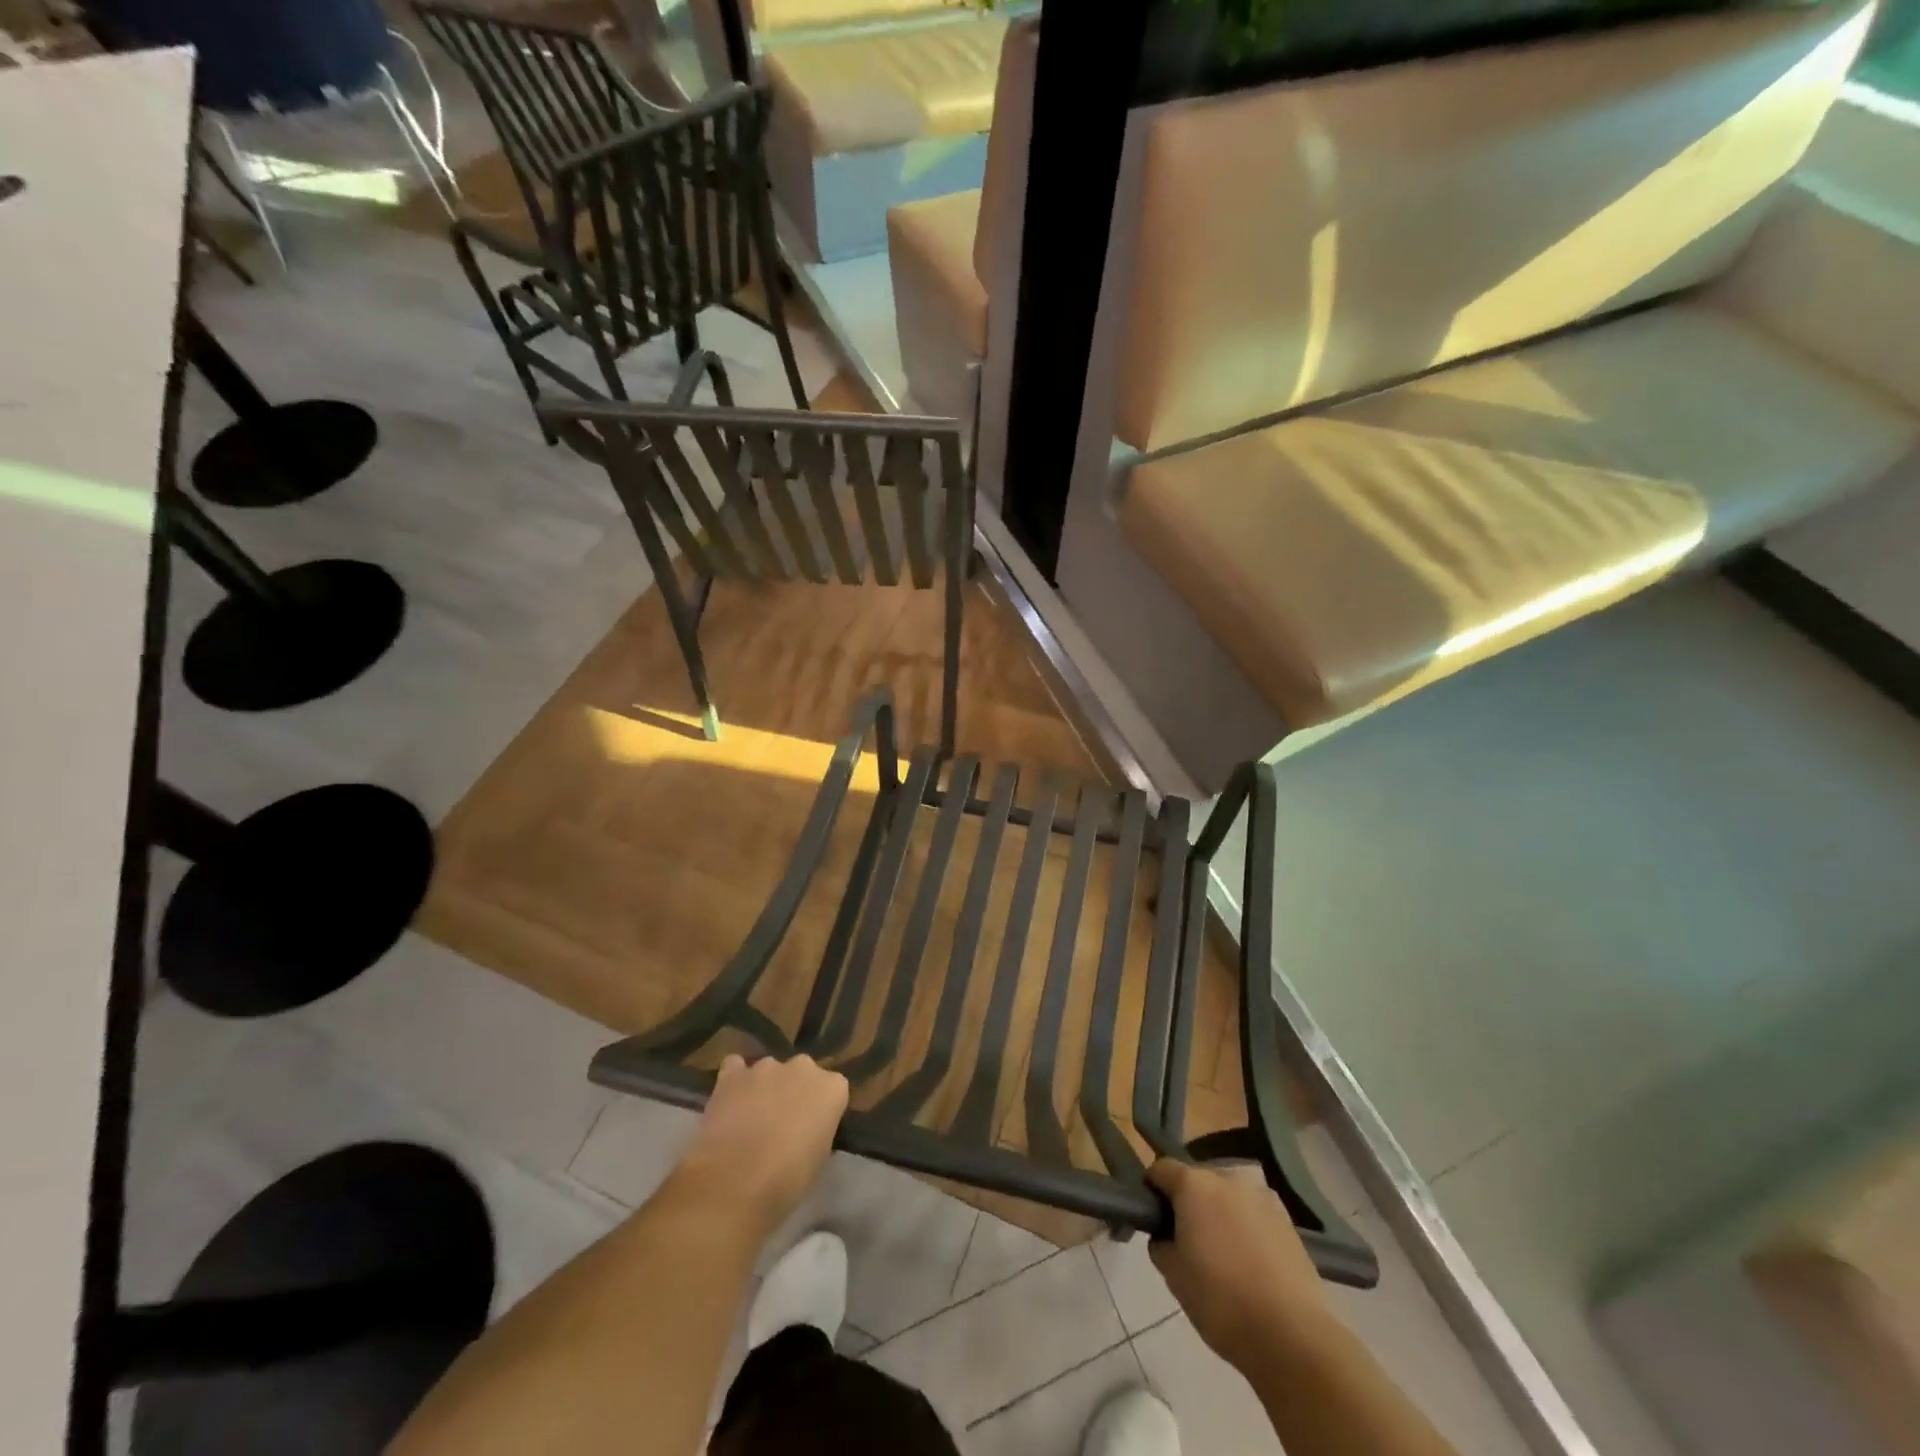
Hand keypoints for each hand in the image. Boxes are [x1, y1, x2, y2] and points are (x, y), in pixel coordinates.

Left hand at [674, 1054, 848, 1238]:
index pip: (834, 1089)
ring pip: (769, 1071)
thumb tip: (808, 1130)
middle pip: (803, 1073)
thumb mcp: (818, 1159)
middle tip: (783, 1122)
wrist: (735, 1183)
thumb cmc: (786, 1180)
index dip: (822, 1109)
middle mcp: (803, 1067)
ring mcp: (766, 1066)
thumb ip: (818, 1131)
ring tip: (750, 1118)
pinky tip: (730, 1101)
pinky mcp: (733, 1074)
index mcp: (832, 1088)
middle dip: (795, 1091)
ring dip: (765, 1087)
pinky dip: (734, 1081)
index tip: (813, 1129)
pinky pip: (735, 1067)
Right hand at [1147, 1159, 1331, 1372]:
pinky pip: (1255, 1214)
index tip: (1153, 1218)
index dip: (1152, 1190)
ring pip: (1229, 1196)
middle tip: (1188, 1240)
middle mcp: (1228, 1178)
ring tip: (1223, 1253)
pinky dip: (1247, 1227)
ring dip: (1220, 1212)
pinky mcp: (1288, 1221)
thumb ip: (1161, 1243)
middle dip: (1189, 1202)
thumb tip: (1166, 1234)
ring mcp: (1262, 1197)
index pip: (1161, 1169)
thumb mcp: (1172, 1275)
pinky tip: (1250, 1262)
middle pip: (1197, 1180)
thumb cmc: (1220, 1300)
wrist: (1291, 1335)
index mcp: (1194, 1184)